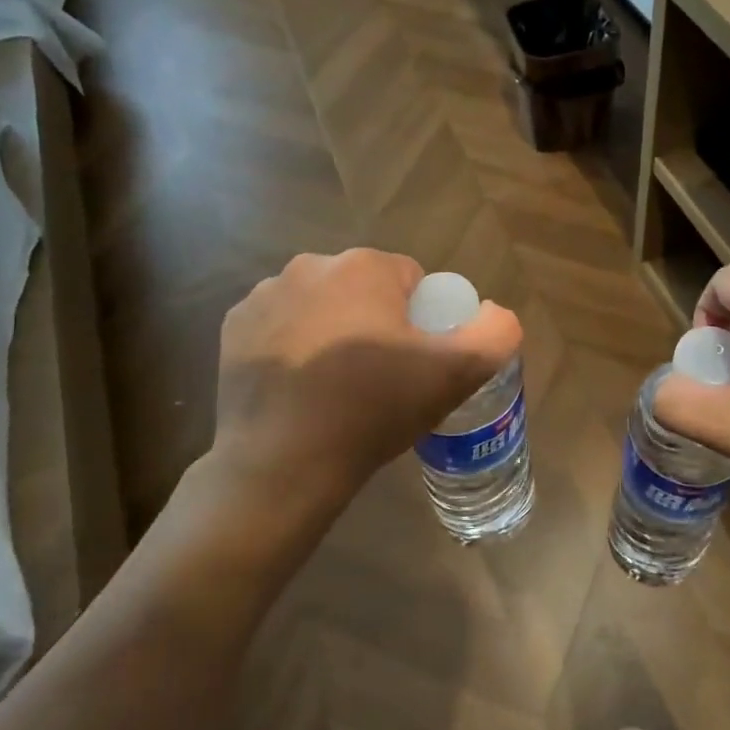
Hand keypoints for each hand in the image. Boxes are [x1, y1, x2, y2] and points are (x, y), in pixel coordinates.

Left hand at [202, 249, 521, 520]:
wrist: (283, 464)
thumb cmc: (373, 409)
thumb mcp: (457, 374)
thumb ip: (496, 333)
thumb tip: (494, 313)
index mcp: (363, 267)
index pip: (412, 280)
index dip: (423, 320)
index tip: (416, 362)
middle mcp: (310, 266)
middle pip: (365, 290)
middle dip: (378, 322)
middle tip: (382, 378)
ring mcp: (264, 295)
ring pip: (323, 305)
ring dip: (335, 330)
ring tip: (339, 387)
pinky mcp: (233, 327)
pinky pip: (282, 325)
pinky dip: (295, 345)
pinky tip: (301, 387)